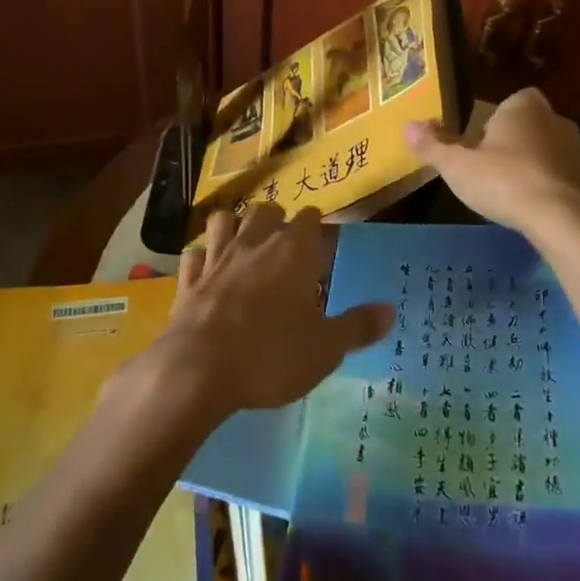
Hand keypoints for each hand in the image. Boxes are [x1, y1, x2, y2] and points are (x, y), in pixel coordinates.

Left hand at [147, 205, 393, 420]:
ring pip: (225, 220)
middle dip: (277, 221)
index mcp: (293, 250)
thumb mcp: (326, 349)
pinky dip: (202, 256)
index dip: (318, 230)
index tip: (324, 251)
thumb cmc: (271, 354)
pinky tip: (207, 269)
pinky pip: (194, 253)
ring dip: (236, 227)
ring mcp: (216, 257)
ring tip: (246, 247)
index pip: (310, 218)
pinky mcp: (188, 279)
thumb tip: (390, 310)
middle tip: (287, 248)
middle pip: (266, 210)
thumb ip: (358, 326)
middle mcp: (254, 242)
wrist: (198, 370)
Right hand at [406, 88, 579, 239]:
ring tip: (514, 196)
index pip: (511, 102)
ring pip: (550, 154)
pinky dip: (553, 193)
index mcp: (523, 107)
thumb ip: (433, 146)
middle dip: (514, 146)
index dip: (495, 122)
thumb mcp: (457, 166)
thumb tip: (407, 126)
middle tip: (493, 172)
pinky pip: (567, 182)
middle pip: (530, 128)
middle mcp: (556, 120)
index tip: (480, 147)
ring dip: (535, 169)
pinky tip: (538, 214)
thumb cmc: (505, 181)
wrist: (565, 220)